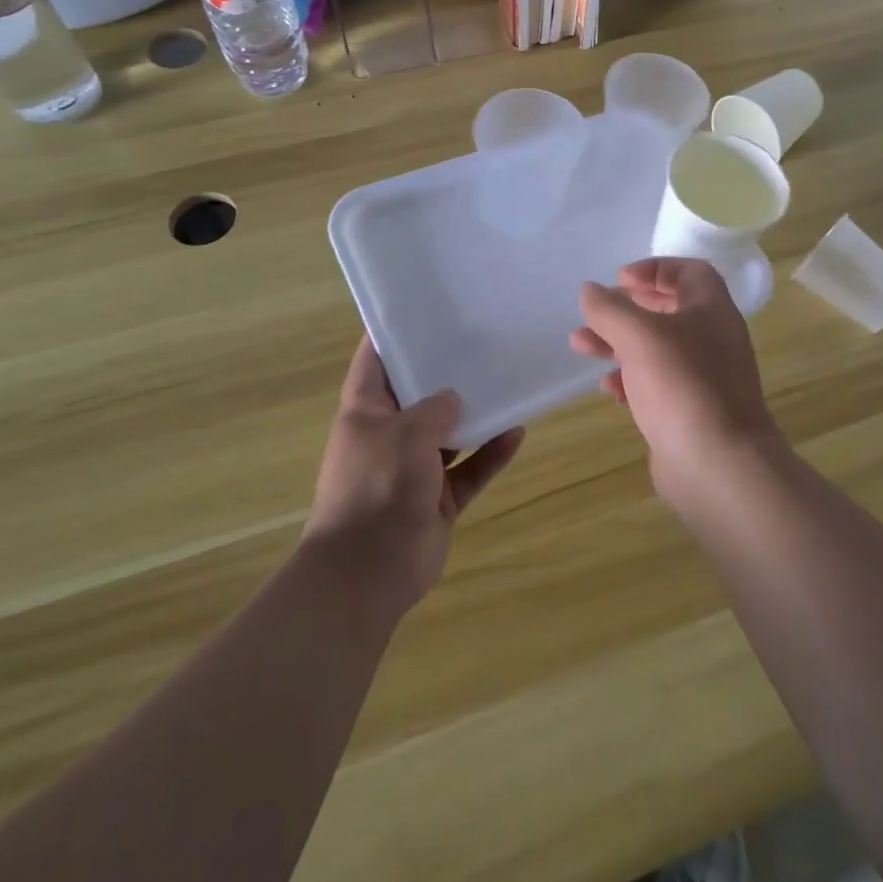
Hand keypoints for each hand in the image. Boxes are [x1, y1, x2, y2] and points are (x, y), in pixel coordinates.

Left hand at [302, 337, 522, 619]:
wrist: (368, 572)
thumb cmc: (377, 486)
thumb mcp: (405, 434)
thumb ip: (434, 409)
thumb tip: (452, 398)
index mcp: (365, 413)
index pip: (374, 361)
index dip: (391, 333)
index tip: (421, 309)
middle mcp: (388, 436)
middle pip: (419, 396)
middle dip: (445, 374)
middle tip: (479, 343)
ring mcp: (414, 470)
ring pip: (450, 434)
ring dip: (475, 416)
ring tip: (506, 383)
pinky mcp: (438, 499)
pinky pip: (470, 469)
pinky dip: (490, 454)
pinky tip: (517, 432)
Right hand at [571, 258, 781, 503]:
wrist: (719, 466)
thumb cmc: (682, 386)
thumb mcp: (639, 336)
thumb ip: (610, 309)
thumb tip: (590, 290)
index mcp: (711, 309)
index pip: (689, 272)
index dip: (654, 268)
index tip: (619, 279)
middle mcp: (712, 338)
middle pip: (668, 309)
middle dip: (627, 308)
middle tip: (595, 312)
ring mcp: (704, 377)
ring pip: (657, 348)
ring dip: (619, 343)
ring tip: (580, 346)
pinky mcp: (691, 411)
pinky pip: (657, 384)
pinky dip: (631, 380)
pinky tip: (607, 389)